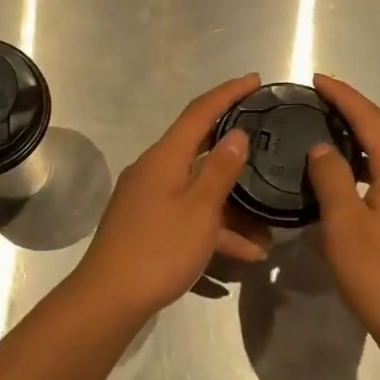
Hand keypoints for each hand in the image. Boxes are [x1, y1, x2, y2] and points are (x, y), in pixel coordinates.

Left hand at [67, 74, 270, 321]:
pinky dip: (216, 229)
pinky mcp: (149, 225)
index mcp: (165, 157)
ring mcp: (150, 199)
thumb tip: (237, 134)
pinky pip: (190, 216)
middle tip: (268, 141)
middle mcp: (155, 170)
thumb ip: (220, 170)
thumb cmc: (158, 249)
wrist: (109, 299)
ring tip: (269, 226)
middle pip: (200, 148)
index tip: (255, 80)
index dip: (228, 93)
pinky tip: (247, 253)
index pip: (199, 112)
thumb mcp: (199, 209)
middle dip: (236, 150)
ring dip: (233, 206)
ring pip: (199, 190)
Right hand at [305, 74, 379, 351]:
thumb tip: (324, 148)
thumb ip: (331, 177)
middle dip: (351, 123)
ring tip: (329, 152)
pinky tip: (354, 194)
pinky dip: (375, 179)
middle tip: (318, 114)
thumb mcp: (344, 225)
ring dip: (362, 155)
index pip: (370, 119)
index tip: (318, 79)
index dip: (343, 96)